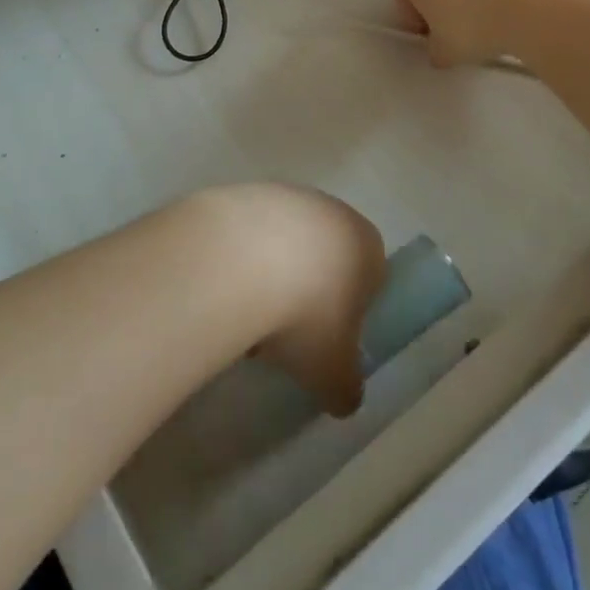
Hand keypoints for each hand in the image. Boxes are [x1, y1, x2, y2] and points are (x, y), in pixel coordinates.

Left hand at [189, 183, 386, 416]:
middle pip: (323, 257)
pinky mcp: (240, 191)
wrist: (236, 260)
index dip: (349, 312)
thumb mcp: (333, 373)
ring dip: (268, 275)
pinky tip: (219, 287)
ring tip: (243, 316)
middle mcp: (330, 208)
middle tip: (282, 333)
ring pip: (282, 242)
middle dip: (306, 292)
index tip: (325, 341)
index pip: (370, 277)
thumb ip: (346, 388)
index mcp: (365, 243)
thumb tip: (344, 398)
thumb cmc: (303, 315)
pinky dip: (236, 258)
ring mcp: (283, 194)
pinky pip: (245, 233)